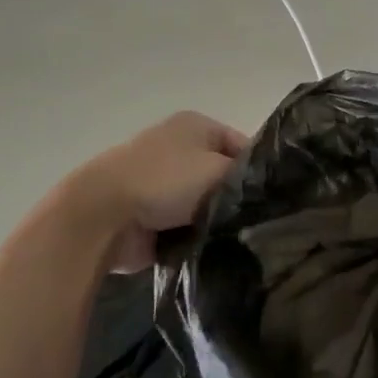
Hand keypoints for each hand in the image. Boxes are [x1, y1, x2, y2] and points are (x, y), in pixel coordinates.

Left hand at [58, 111, 249, 271]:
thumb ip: (244, 176)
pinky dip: (196, 238)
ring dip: (216, 221)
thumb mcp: (217, 169)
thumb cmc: (165, 180)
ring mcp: (163, 184)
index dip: (259, 168)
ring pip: (205, 205)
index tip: (273, 196)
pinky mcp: (152, 217)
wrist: (104, 215)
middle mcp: (180, 149)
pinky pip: (187, 228)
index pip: (242, 144)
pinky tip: (215, 251)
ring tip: (239, 239)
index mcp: (195, 126)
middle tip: (259, 221)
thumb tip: (261, 189)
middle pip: (222, 175)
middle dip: (236, 198)